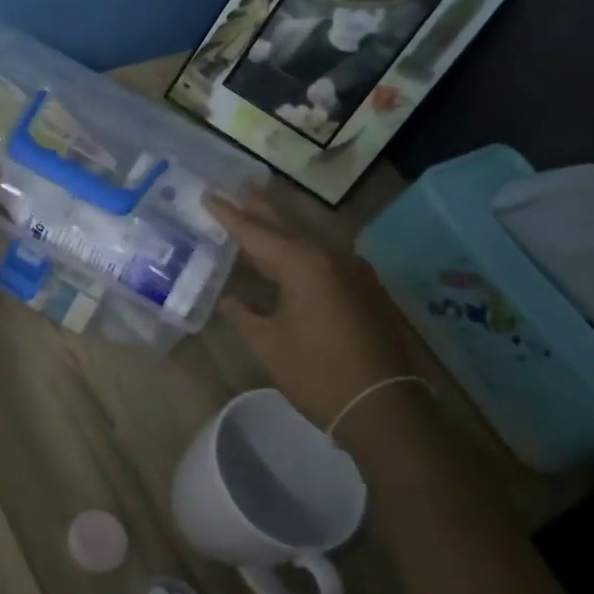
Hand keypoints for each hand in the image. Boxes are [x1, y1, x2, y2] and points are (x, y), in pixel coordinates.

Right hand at [206, 192, 422, 441]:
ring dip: (283, 225)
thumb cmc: (318, 373)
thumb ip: (243, 314)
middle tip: (240, 185)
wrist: (384, 409)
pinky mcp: (364, 291)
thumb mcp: (268, 343)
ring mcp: (354, 273)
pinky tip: (291, 252)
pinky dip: (301, 249)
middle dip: (261, 208)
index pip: (256, 232)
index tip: (208, 196)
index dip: (229, 216)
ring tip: (261, 207)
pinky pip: (324, 258)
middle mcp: (332, 257)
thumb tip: (229, 299)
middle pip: (287, 226)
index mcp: (304, 264)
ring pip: (308, 240)